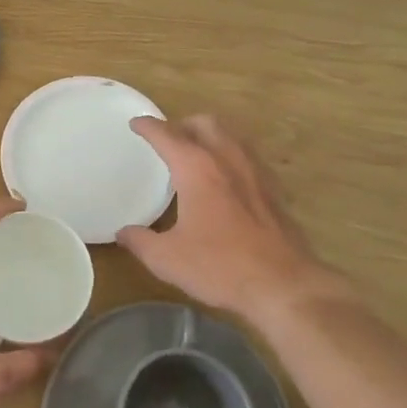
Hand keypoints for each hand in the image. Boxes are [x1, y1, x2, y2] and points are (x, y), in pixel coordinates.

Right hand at [117, 115, 329, 321]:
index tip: (136, 124)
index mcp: (196, 168)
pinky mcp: (273, 188)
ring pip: (229, 135)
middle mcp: (226, 158)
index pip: (166, 135)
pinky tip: (225, 178)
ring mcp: (254, 170)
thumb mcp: (168, 259)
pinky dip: (230, 154)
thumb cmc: (220, 266)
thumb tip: (124, 232)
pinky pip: (247, 155)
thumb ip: (140, 241)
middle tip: (168, 139)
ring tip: (195, 154)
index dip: (148, 127)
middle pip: (203, 123)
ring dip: (209, 136)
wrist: (283, 284)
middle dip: (182, 124)